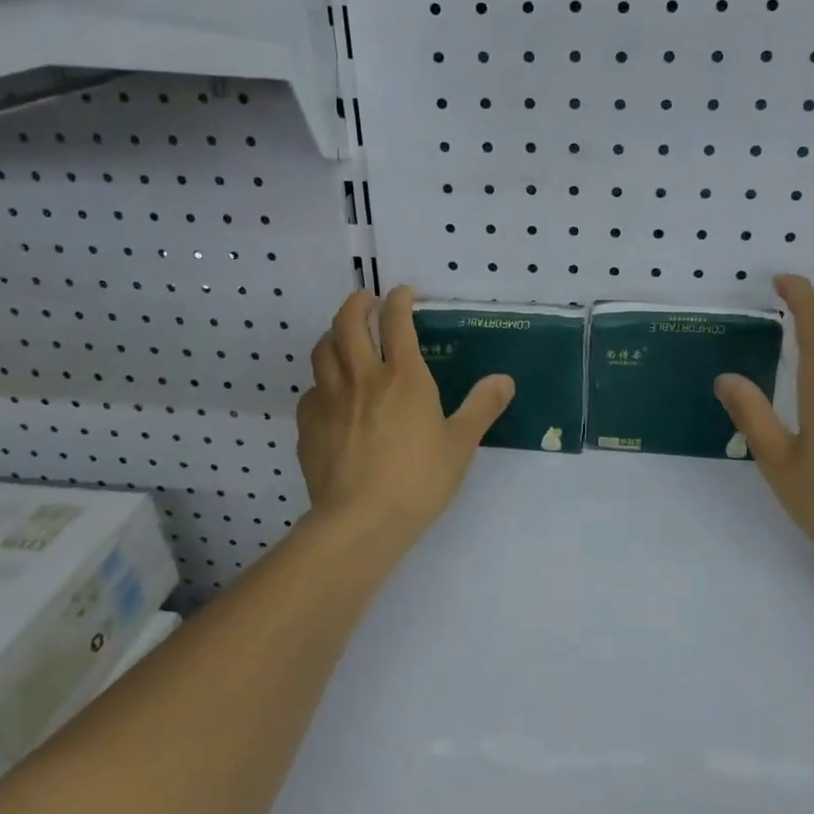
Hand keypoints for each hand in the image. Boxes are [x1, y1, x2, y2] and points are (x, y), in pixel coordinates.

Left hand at [297, 285, 513, 549]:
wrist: (361, 521)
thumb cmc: (418, 480)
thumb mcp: (460, 444)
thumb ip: (482, 407)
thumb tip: (504, 379)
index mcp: (403, 377)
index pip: (397, 323)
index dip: (399, 301)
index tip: (402, 293)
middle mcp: (362, 378)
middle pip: (348, 323)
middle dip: (357, 303)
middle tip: (366, 300)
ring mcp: (329, 400)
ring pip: (322, 351)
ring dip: (333, 336)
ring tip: (343, 338)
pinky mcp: (309, 425)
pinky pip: (311, 391)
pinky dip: (321, 383)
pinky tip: (329, 396)